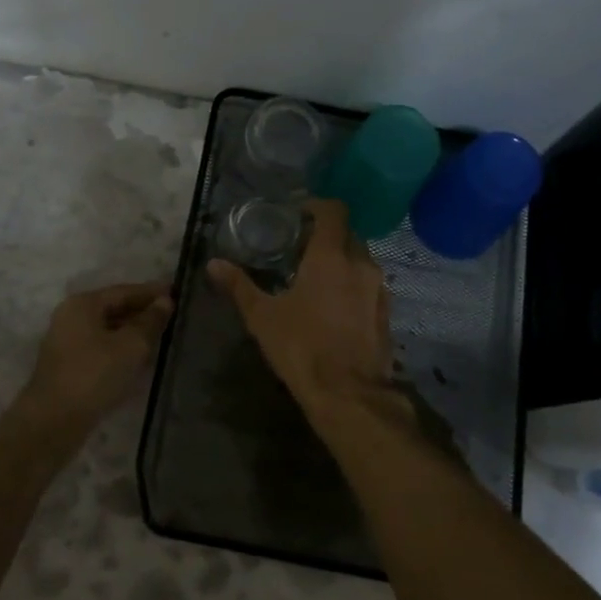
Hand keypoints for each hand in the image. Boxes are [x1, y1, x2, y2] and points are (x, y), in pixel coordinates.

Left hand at [16, 281, 174, 431]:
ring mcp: (67, 344)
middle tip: (175, 318)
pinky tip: (142, 361)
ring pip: (108, 331)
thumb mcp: (131, 345)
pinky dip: (122, 351)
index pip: (124, 291)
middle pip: (114, 309)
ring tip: (164, 339)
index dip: (152, 293)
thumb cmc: (94, 375)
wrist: (54, 422)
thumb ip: (150, 321)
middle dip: (144, 313)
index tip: (178, 294)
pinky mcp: (70, 367)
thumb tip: (165, 301)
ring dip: (134, 334)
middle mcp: (71, 318)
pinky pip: (102, 350)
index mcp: (82, 304)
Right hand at [207, 199, 393, 409]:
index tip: (298, 214)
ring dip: (341, 261)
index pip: (334, 211)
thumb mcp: (262, 317)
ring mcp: (379, 289)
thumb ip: (240, 286)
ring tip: (316, 278)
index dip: (317, 206)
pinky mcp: (386, 313)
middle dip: (326, 236)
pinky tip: (334, 305)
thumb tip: (214, 264)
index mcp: (331, 256)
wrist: (348, 394)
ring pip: (361, 260)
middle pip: (348, 234)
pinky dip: (353, 285)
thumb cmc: (301, 347)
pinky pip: (369, 285)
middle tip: (300, 249)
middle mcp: (360, 264)